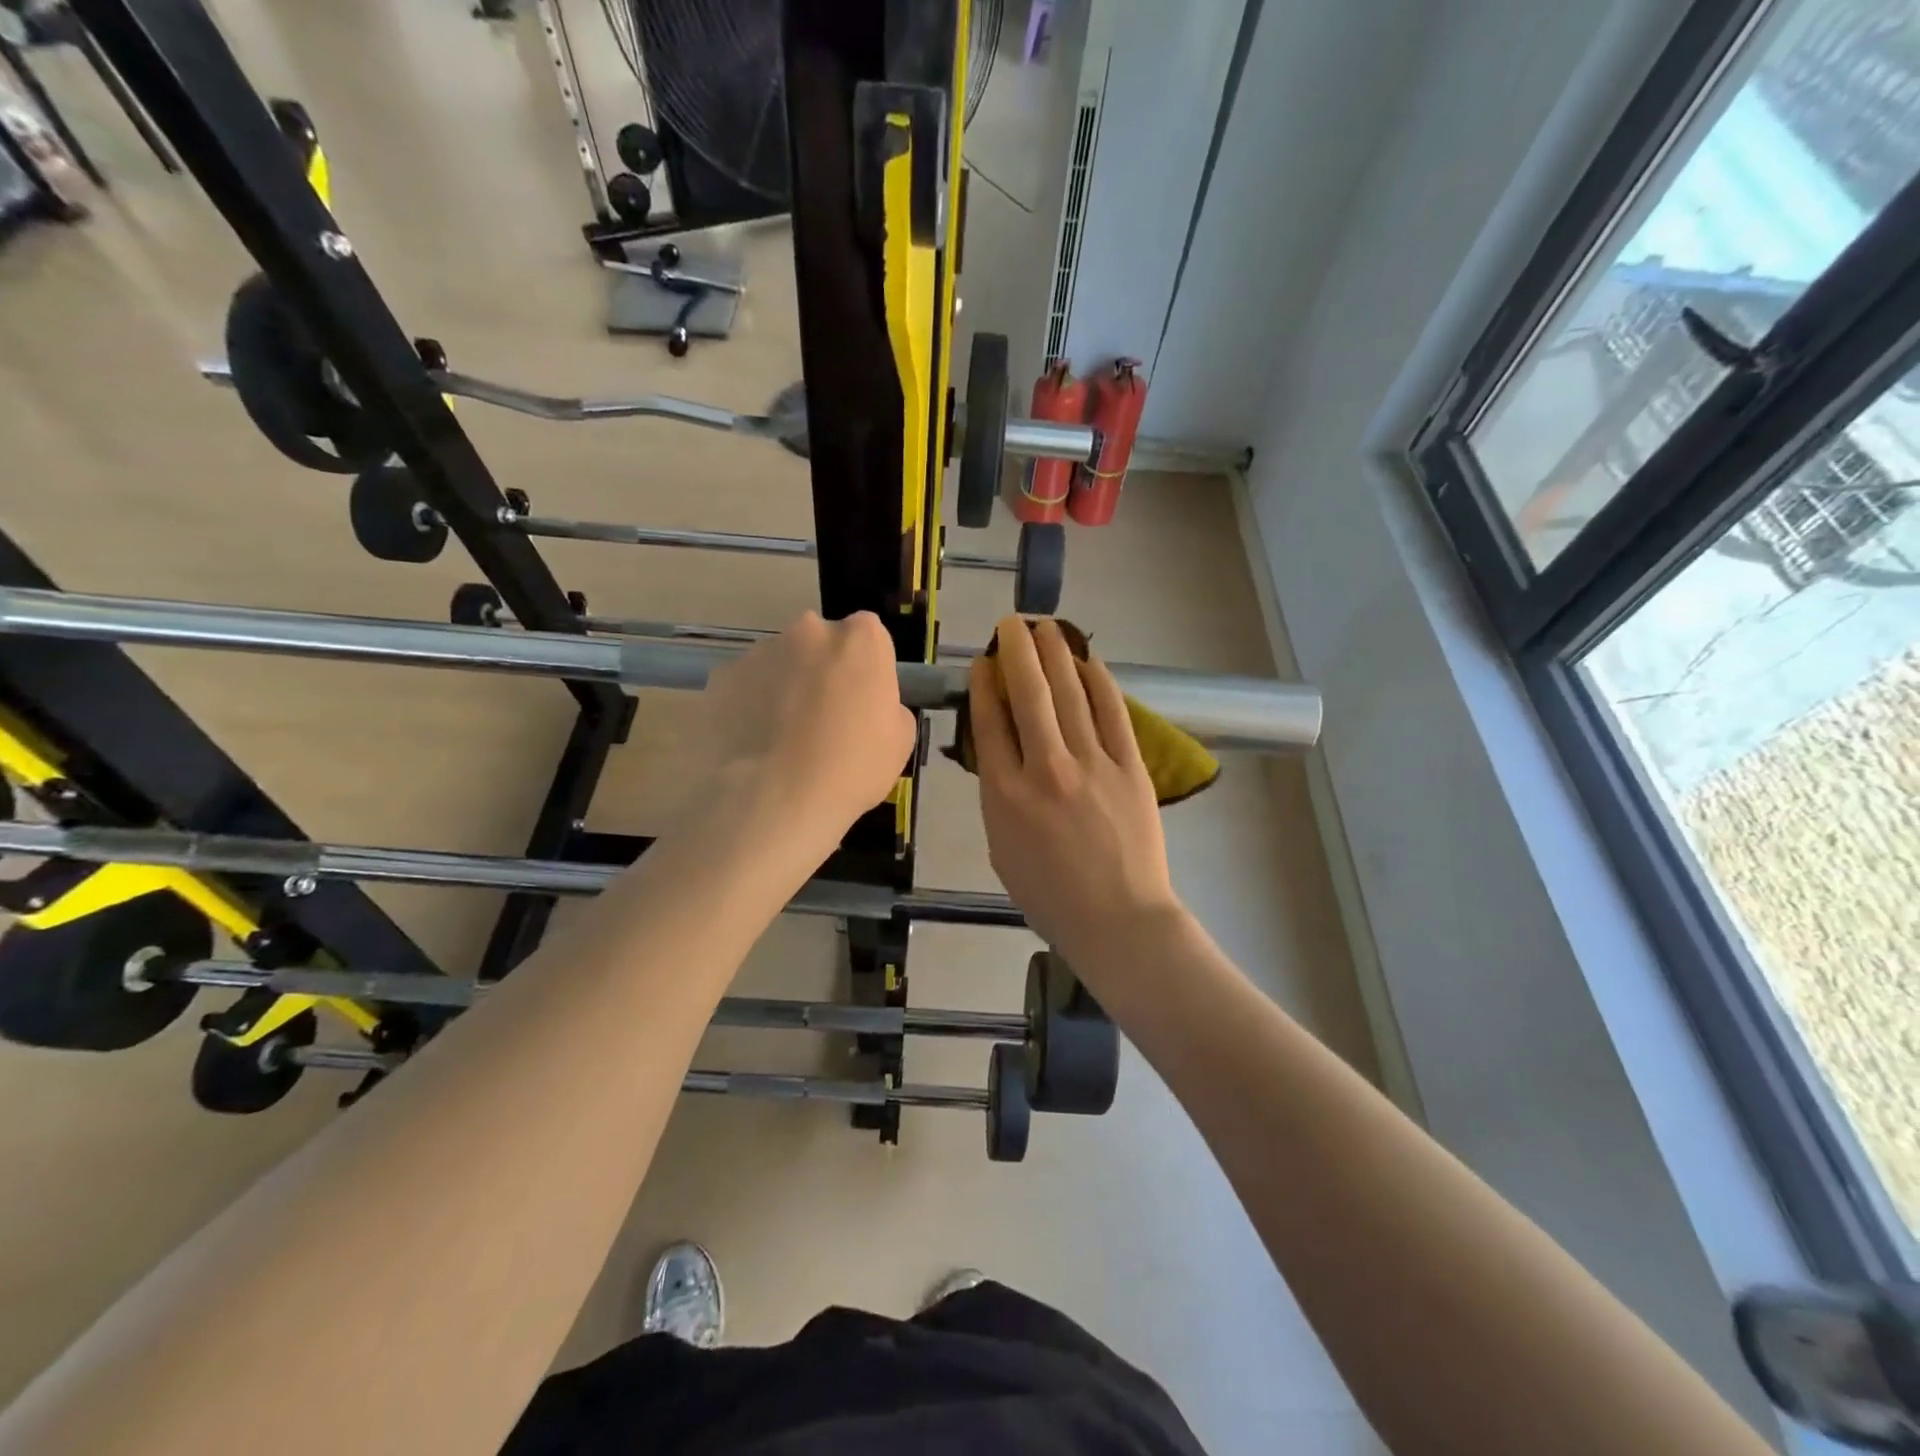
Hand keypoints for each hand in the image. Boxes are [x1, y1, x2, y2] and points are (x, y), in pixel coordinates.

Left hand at [691, 611, 915, 841]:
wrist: (773, 800)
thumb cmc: (851, 769)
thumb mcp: (900, 741)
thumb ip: (887, 705)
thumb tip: (866, 704)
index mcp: (859, 639)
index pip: (869, 635)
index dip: (866, 668)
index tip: (862, 700)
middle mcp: (809, 631)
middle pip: (820, 643)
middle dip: (822, 670)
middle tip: (822, 719)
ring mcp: (759, 651)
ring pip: (779, 663)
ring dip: (784, 687)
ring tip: (782, 738)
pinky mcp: (721, 677)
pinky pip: (744, 686)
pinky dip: (749, 705)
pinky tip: (753, 744)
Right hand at [969, 617, 1182, 973]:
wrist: (1117, 920)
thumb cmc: (1050, 896)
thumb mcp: (1001, 849)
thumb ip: (998, 797)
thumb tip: (1002, 755)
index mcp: (1005, 795)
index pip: (990, 724)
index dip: (984, 686)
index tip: (982, 664)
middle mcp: (1045, 769)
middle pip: (1029, 696)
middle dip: (1016, 652)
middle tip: (1010, 624)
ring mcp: (1092, 764)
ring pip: (1070, 694)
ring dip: (1056, 654)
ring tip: (1045, 626)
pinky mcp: (1130, 767)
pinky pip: (1112, 713)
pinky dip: (1099, 681)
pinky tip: (1088, 659)